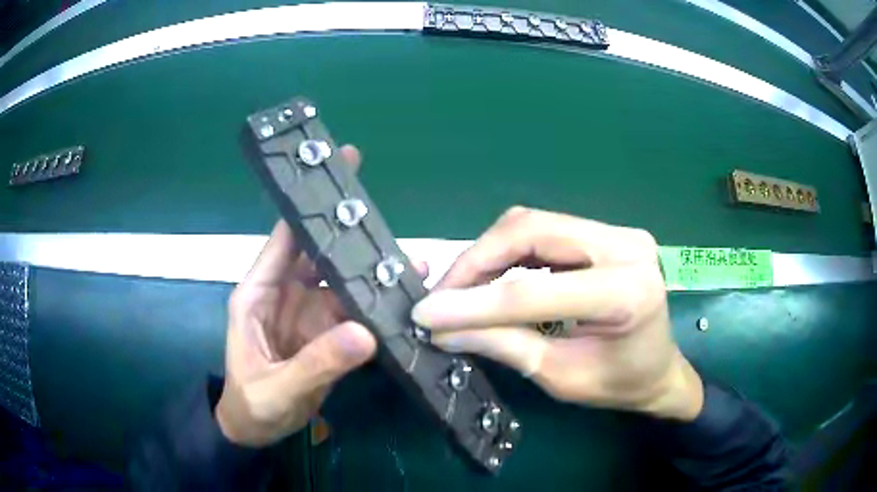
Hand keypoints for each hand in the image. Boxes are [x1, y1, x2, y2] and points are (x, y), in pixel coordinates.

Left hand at [216, 146, 377, 446]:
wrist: (257, 432)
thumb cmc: (252, 405)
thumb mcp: (277, 388)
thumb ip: (317, 363)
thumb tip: (365, 332)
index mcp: (258, 295)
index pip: (283, 242)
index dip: (306, 210)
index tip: (334, 179)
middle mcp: (285, 295)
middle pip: (317, 255)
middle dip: (347, 236)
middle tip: (379, 215)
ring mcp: (308, 314)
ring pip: (342, 283)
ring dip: (370, 273)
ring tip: (409, 262)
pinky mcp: (327, 334)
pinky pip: (354, 313)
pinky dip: (376, 306)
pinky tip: (403, 299)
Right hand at [412, 207, 703, 420]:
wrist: (659, 368)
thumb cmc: (617, 384)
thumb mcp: (559, 376)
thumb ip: (502, 346)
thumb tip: (441, 328)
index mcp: (625, 294)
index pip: (532, 290)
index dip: (471, 302)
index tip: (424, 312)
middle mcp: (625, 246)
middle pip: (531, 231)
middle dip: (475, 261)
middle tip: (442, 295)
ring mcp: (618, 232)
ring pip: (532, 224)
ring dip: (488, 253)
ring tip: (461, 288)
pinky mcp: (606, 232)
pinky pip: (544, 230)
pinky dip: (509, 252)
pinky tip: (492, 276)